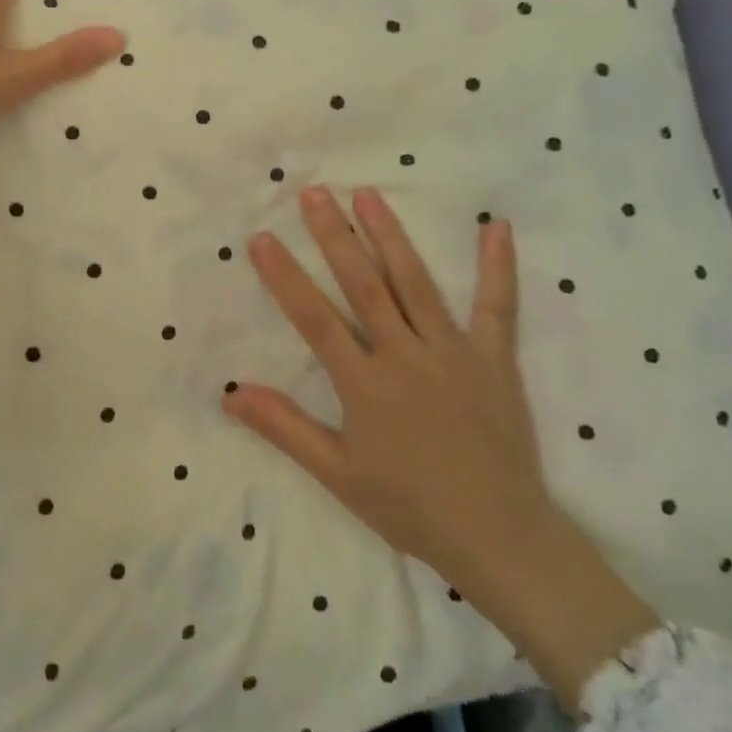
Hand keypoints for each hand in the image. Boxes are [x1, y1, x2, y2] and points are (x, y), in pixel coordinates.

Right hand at [227, 186, 659, 710]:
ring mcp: (455, 354)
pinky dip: (497, 268)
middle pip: (364, 286)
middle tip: (314, 193)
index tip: (262, 238)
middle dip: (334, 237)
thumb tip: (230, 393)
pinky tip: (496, 227)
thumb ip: (284, 428)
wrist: (501, 539)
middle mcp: (407, 357)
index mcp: (366, 385)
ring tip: (369, 195)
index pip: (315, 319)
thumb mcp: (337, 473)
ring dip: (391, 237)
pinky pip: (497, 308)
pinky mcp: (495, 361)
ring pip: (416, 284)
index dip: (285, 277)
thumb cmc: (410, 507)